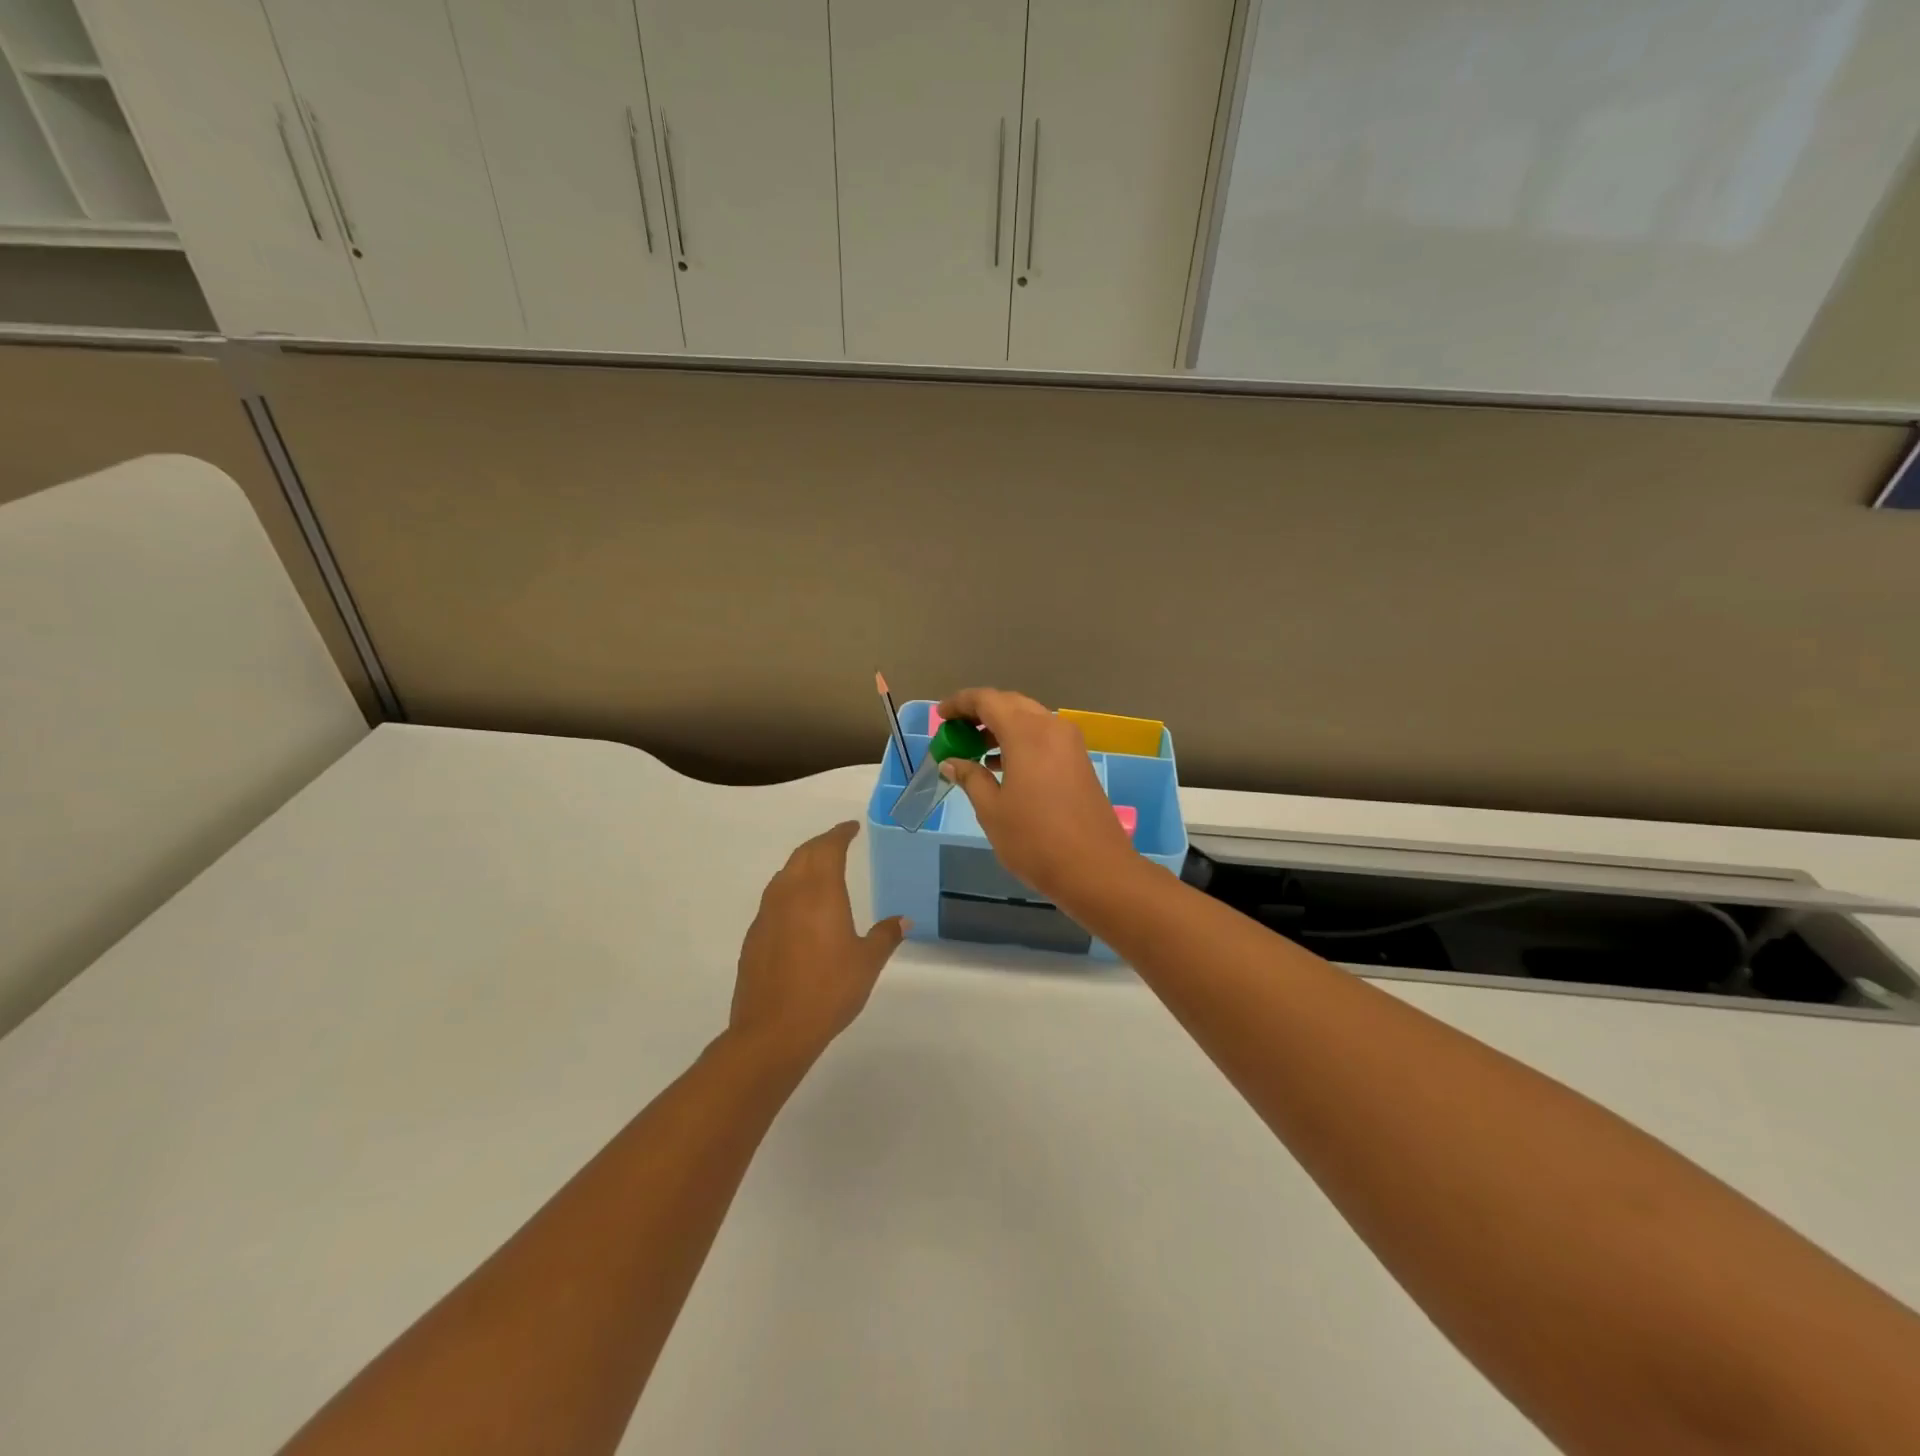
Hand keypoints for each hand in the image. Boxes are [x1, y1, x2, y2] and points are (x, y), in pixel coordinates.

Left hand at [729, 821, 906, 1065]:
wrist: (773, 1030)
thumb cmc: (828, 991)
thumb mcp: (867, 963)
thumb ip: (885, 936)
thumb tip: (903, 920)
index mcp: (820, 893)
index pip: (828, 849)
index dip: (840, 834)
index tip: (851, 828)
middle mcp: (789, 894)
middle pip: (802, 855)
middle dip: (821, 844)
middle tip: (837, 842)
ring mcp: (766, 915)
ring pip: (784, 875)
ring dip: (802, 865)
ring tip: (818, 870)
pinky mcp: (753, 937)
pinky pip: (773, 900)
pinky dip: (788, 891)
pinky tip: (797, 910)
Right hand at [936, 688, 1140, 908]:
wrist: (1096, 870)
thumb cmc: (1035, 840)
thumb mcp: (992, 810)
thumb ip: (970, 778)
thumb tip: (952, 761)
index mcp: (1027, 733)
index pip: (987, 700)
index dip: (960, 703)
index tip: (940, 717)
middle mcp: (1051, 728)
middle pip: (1010, 704)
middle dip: (980, 713)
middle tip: (956, 732)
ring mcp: (1070, 744)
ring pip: (1029, 720)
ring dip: (1001, 728)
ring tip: (974, 751)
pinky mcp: (1079, 762)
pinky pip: (1044, 737)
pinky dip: (1020, 742)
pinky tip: (1003, 767)